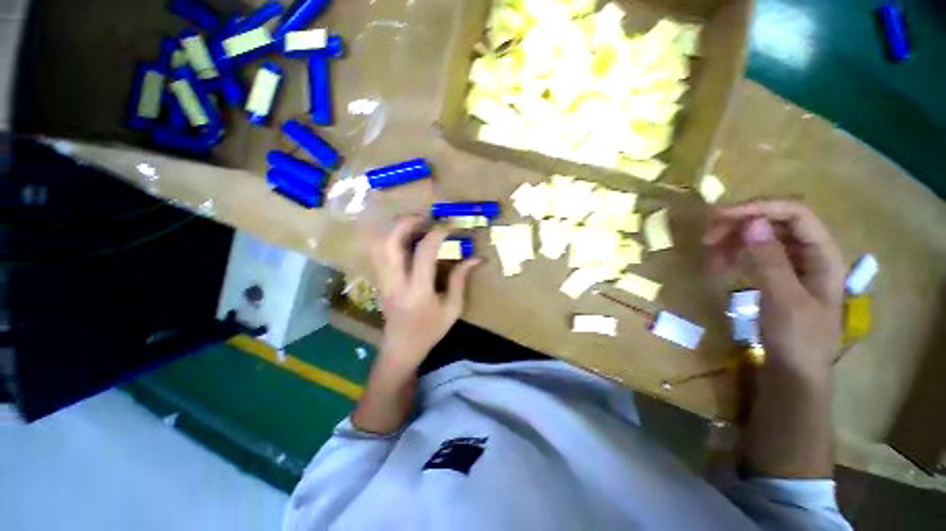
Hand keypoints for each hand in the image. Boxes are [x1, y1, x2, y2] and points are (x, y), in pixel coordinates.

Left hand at [366, 215, 480, 372]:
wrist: (401, 347)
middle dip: (406, 223)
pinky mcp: (379, 280)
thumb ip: (460, 280)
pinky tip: (404, 237)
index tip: (449, 226)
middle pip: (390, 243)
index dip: (437, 234)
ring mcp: (383, 281)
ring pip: (378, 245)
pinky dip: (389, 238)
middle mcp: (395, 282)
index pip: (423, 253)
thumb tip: (475, 258)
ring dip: (395, 229)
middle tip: (425, 217)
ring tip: (414, 224)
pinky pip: (378, 252)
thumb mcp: (452, 308)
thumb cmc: (430, 330)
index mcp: (418, 291)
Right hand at [703, 201, 845, 378]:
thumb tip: (752, 222)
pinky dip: (734, 254)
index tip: (721, 216)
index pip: (796, 214)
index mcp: (824, 255)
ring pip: (761, 237)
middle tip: (708, 237)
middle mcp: (809, 254)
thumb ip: (770, 259)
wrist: (793, 374)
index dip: (760, 208)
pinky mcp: (775, 276)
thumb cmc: (797, 340)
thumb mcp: (784, 300)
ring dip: (733, 240)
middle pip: (776, 222)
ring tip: (709, 254)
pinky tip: (719, 265)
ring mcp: (792, 265)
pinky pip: (754, 254)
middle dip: (741, 224)